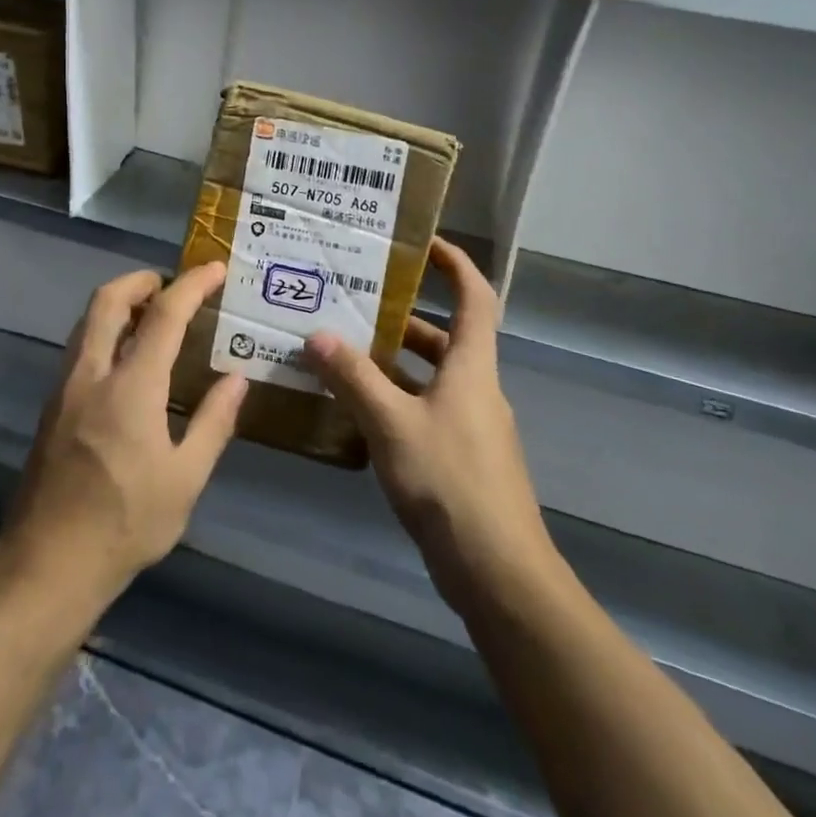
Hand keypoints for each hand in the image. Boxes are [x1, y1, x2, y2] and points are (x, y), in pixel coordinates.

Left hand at [0, 262, 248, 611]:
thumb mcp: (185, 480)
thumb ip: (213, 422)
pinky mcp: (52, 406)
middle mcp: (92, 374)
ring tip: (152, 316)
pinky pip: (80, 346)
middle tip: (172, 286)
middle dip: (142, 280)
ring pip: (88, 320)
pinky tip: (127, 359)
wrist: (46, 564)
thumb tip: (237, 378)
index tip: (216, 269)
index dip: (192, 285)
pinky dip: (105, 330)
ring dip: (119, 303)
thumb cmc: (124, 524)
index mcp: (131, 388)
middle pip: (108, 299)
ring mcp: (65, 388)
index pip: (164, 315)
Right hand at [305, 238, 550, 615]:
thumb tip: (316, 335)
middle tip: (357, 300)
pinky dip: (394, 398)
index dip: (455, 263)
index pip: (475, 297)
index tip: (422, 242)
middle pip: (446, 335)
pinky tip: (356, 408)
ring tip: (343, 348)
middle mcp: (475, 387)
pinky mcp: (459, 457)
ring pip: (430, 375)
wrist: (499, 574)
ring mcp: (470, 425)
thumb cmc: (450, 482)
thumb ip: (354, 379)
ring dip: (393, 360)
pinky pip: (424, 409)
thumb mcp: (393, 424)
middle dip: (405, 314)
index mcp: (471, 366)